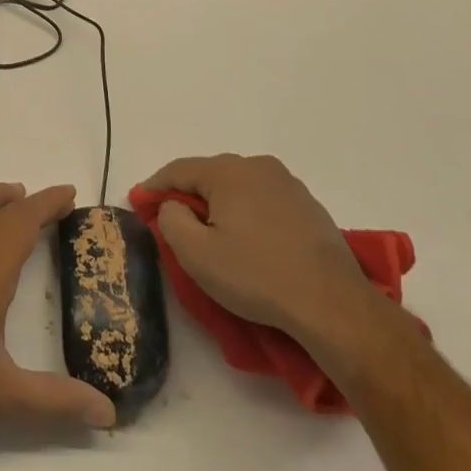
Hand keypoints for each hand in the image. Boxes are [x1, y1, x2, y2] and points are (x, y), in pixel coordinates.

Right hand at [140, 154, 401, 375]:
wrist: (332, 304)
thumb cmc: (256, 275)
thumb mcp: (197, 254)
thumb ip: (171, 220)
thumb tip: (173, 205)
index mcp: (228, 171)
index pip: (178, 170)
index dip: (154, 187)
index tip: (138, 203)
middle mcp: (258, 166)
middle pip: (210, 176)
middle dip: (188, 197)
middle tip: (173, 223)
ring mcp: (288, 185)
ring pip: (239, 189)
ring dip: (220, 207)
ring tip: (212, 236)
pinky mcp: (310, 208)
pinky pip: (264, 203)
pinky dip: (248, 216)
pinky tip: (250, 244)